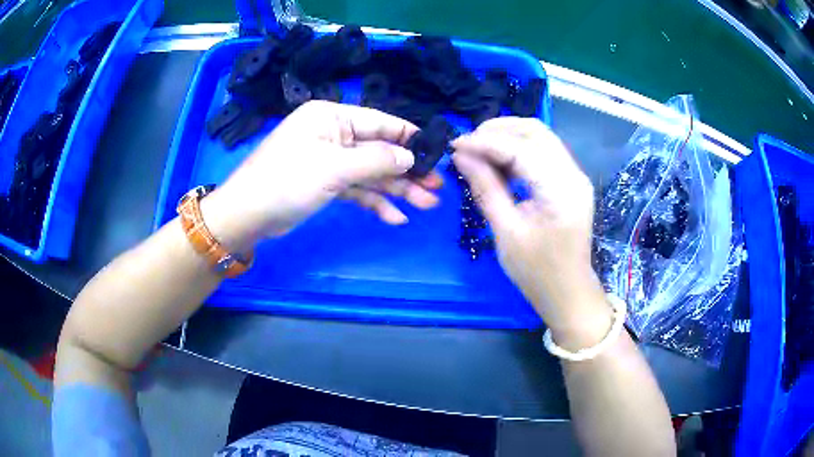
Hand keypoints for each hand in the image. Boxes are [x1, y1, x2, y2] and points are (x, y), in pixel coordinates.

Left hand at [201, 100, 442, 251]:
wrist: (247, 215)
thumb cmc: (286, 181)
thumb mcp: (333, 168)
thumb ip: (375, 160)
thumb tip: (410, 157)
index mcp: (331, 117)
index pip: (380, 122)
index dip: (409, 137)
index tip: (436, 153)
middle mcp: (333, 134)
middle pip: (378, 150)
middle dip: (407, 170)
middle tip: (437, 188)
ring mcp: (329, 160)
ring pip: (370, 173)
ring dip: (397, 189)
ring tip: (426, 205)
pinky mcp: (325, 184)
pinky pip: (356, 190)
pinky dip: (374, 202)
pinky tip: (395, 218)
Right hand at [452, 118, 610, 340]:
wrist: (568, 292)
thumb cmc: (537, 272)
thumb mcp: (506, 232)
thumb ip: (485, 188)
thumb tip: (461, 156)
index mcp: (560, 190)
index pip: (520, 149)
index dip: (485, 142)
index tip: (454, 145)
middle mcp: (573, 174)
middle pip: (535, 131)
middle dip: (497, 130)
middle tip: (468, 146)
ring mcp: (574, 175)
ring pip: (540, 137)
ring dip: (508, 137)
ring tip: (480, 153)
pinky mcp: (570, 181)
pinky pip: (543, 151)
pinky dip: (519, 150)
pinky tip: (500, 164)